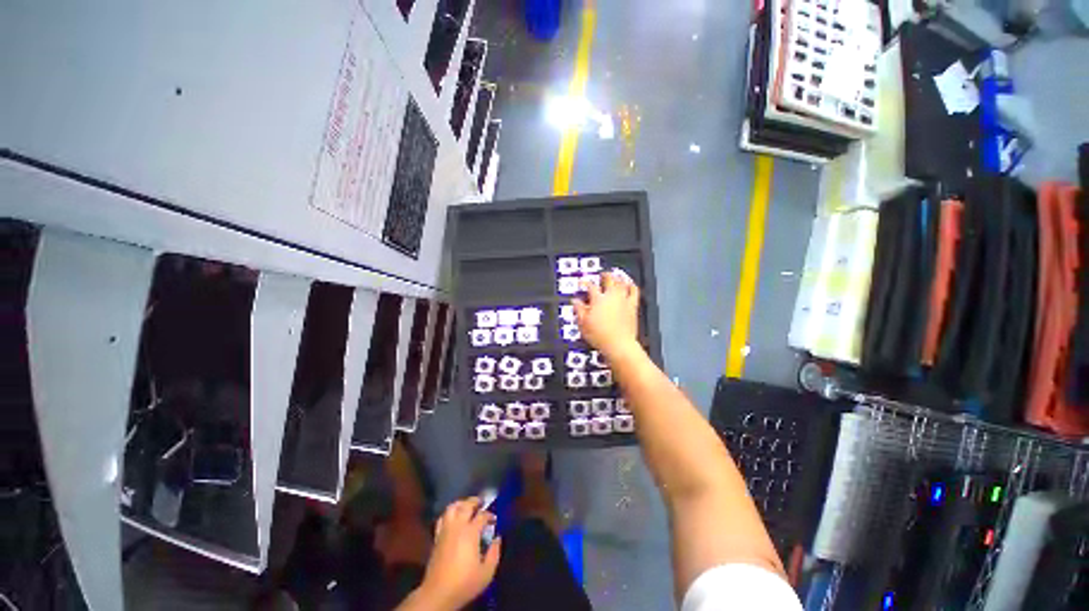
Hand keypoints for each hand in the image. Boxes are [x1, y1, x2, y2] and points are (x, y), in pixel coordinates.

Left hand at [409, 497, 500, 609]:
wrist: (438, 594)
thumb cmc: (464, 583)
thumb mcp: (486, 573)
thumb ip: (494, 553)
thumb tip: (497, 538)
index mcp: (470, 532)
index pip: (482, 515)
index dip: (489, 515)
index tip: (494, 519)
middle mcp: (457, 526)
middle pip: (466, 505)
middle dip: (475, 501)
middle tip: (481, 502)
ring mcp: (445, 531)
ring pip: (451, 508)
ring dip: (460, 504)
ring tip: (466, 506)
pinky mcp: (437, 538)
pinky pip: (442, 518)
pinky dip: (449, 514)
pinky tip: (453, 518)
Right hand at [573, 270, 641, 359]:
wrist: (619, 344)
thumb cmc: (600, 335)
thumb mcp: (583, 324)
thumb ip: (579, 310)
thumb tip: (575, 301)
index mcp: (598, 300)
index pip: (590, 286)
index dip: (585, 283)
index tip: (583, 283)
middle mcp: (611, 296)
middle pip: (609, 279)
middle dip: (605, 275)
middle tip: (603, 274)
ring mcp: (623, 300)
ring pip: (622, 283)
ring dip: (619, 277)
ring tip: (617, 275)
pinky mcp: (632, 306)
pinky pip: (634, 291)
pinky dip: (632, 286)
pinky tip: (631, 284)